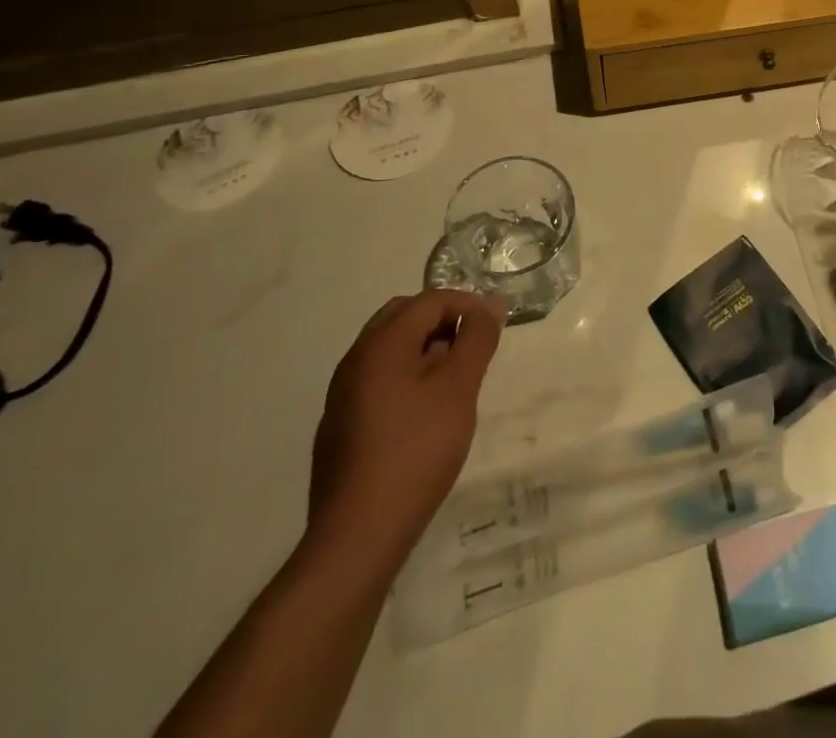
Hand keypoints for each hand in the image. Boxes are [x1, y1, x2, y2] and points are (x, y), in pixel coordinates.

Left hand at [307, 291, 502, 573]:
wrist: (357, 535)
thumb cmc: (416, 450)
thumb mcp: (459, 389)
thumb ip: (476, 339)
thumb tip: (489, 305)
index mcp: (381, 344)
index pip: (429, 300)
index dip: (467, 304)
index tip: (494, 327)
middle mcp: (355, 359)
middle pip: (403, 317)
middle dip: (442, 321)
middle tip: (472, 347)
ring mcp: (343, 394)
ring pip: (389, 349)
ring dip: (424, 348)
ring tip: (455, 381)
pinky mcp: (341, 426)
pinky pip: (378, 379)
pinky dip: (406, 376)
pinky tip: (425, 413)